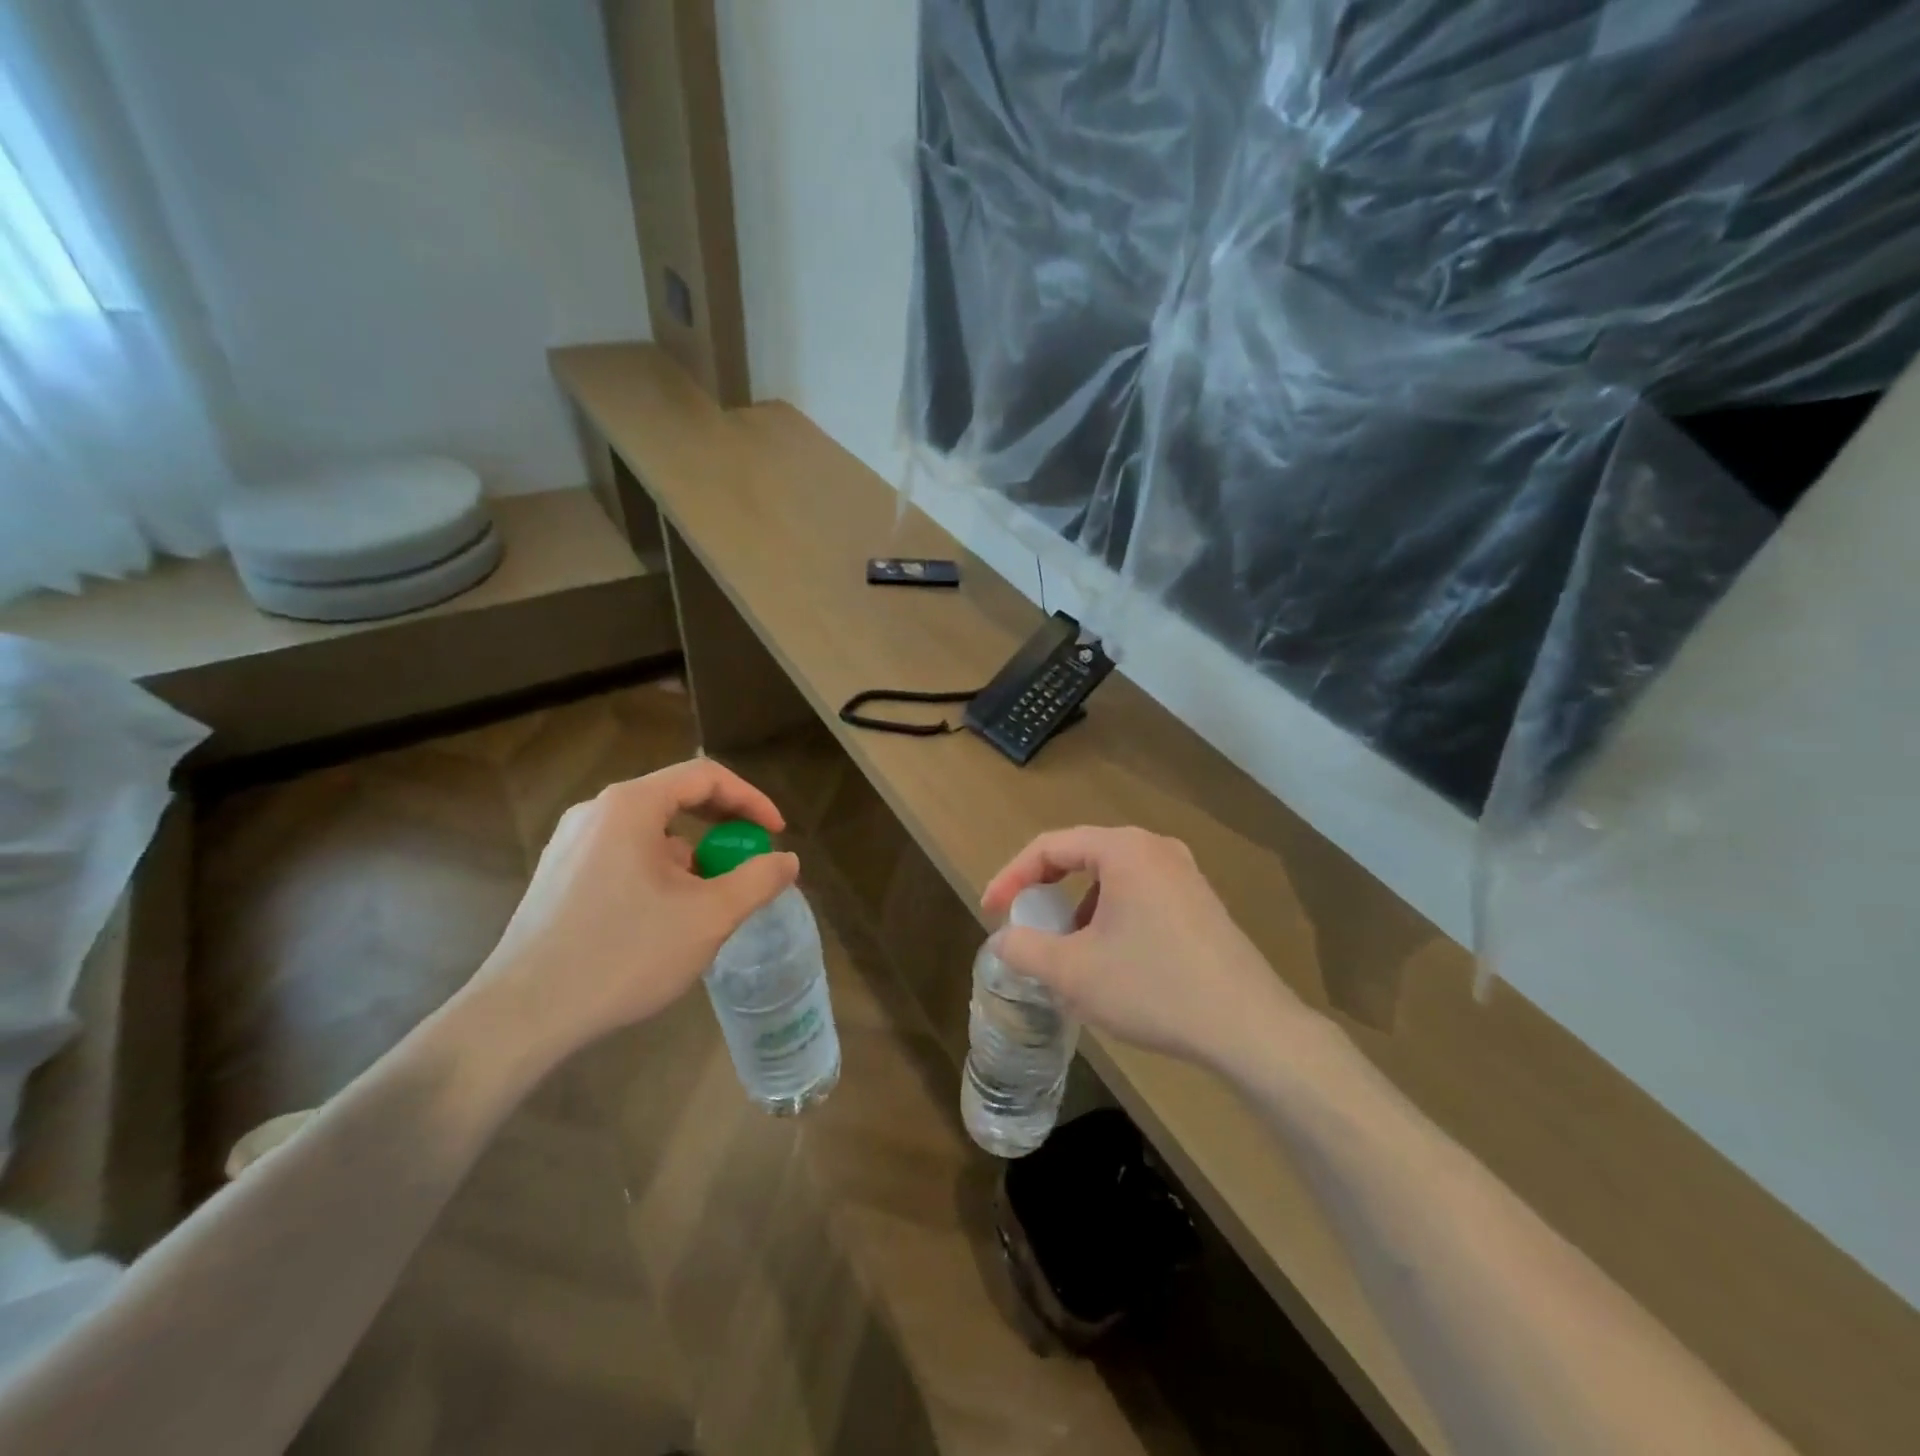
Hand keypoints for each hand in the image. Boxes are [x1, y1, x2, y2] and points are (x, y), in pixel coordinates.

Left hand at [473, 759, 799, 1057]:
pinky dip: (659, 872)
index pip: (705, 776)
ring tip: (709, 900)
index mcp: (631, 806)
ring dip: (691, 855)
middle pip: (675, 799)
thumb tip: (788, 860)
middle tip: (749, 859)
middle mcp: (596, 812)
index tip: (775, 834)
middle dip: (722, 827)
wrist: (523, 1015)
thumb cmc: (624, 953)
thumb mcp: (709, 917)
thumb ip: (757, 880)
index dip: (750, 799)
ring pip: (650, 833)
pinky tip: (665, 918)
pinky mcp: (558, 876)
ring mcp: (571, 844)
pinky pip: (624, 856)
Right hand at [981, 826, 1307, 1068]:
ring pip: (1112, 878)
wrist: (1249, 1027)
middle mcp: (1156, 848)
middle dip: (1045, 889)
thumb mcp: (1074, 972)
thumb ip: (1025, 949)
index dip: (1011, 876)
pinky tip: (1111, 959)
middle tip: (1023, 921)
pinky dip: (1111, 915)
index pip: (1050, 847)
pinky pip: (1140, 894)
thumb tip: (1003, 939)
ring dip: (1079, 906)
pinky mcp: (1201, 903)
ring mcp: (1184, 874)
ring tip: (1066, 948)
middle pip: (1082, 855)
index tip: (990, 911)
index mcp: (1124, 850)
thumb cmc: (1154, 988)